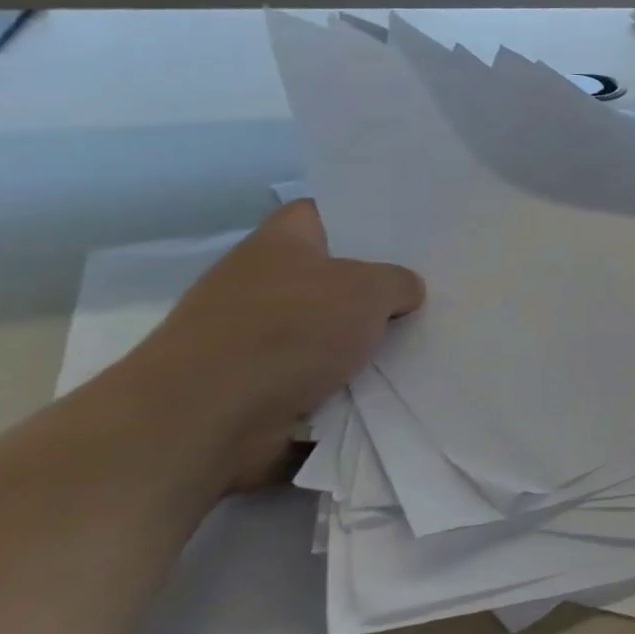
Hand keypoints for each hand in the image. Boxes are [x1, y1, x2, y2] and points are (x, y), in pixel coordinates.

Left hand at [123, 200, 424, 490]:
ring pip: (328, 330)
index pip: (321, 213)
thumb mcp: (368, 290)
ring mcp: (254, 338)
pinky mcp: (256, 388)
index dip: (361, 218)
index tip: (405, 233)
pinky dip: (350, 384)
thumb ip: (397, 282)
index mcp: (279, 244)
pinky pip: (320, 377)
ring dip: (365, 341)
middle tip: (430, 289)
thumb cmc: (288, 332)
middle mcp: (261, 284)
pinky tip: (391, 385)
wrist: (204, 421)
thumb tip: (403, 292)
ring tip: (423, 342)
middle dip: (375, 286)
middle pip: (331, 275)